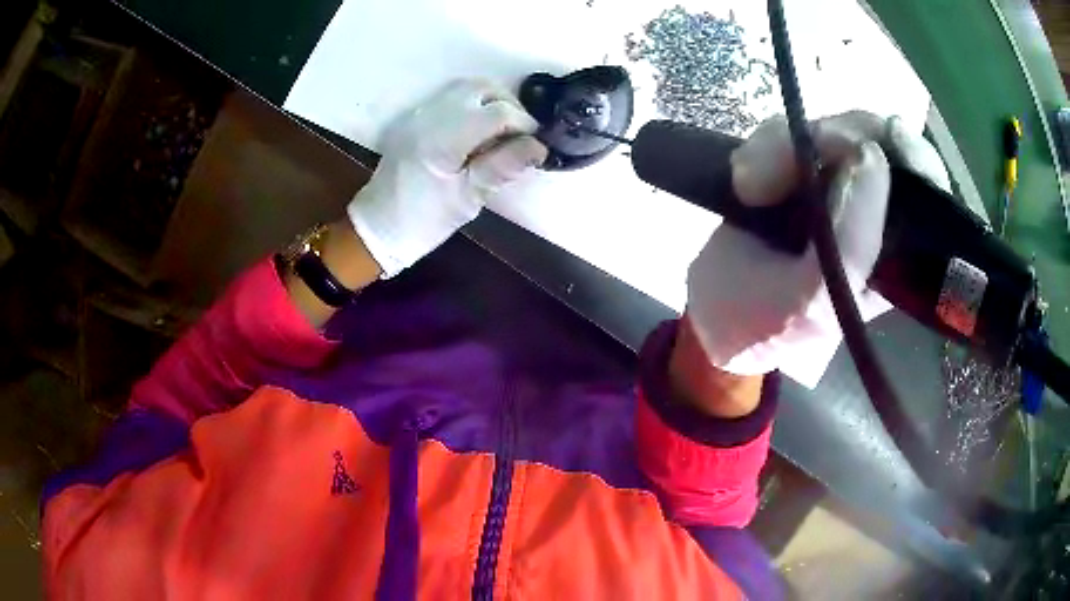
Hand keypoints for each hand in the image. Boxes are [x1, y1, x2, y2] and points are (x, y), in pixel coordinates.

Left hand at [348, 80, 547, 277]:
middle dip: (509, 105)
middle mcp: (430, 116)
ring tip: (502, 132)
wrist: (379, 227)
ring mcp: (420, 114)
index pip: (497, 111)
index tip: (535, 144)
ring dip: (491, 102)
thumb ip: (503, 166)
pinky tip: (478, 133)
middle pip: (482, 88)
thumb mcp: (468, 199)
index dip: (524, 123)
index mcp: (443, 139)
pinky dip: (473, 106)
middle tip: (520, 135)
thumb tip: (539, 146)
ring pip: (467, 89)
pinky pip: (452, 98)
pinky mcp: (417, 118)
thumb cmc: (424, 221)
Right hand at [685, 112, 949, 382]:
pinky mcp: (806, 169)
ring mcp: (840, 186)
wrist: (708, 312)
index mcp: (893, 257)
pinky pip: (800, 130)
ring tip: (747, 184)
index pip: (927, 191)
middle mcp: (876, 216)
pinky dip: (769, 141)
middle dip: (831, 141)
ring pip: (836, 126)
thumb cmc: (758, 325)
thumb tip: (871, 156)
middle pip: (881, 141)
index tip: (871, 141)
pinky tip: (744, 175)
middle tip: (777, 164)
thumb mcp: (810, 302)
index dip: (909, 156)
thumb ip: (852, 242)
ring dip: (786, 143)